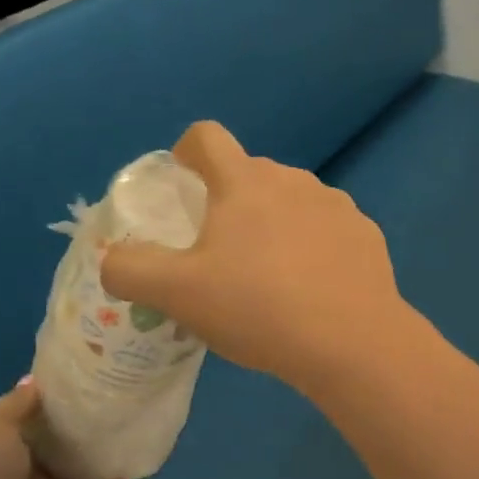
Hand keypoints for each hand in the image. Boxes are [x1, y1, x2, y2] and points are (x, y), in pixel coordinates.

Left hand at [0, 380, 127, 478]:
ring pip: (76, 475)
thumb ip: (18, 405)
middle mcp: (15, 471)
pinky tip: (129, 475)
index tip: (87, 377)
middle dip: (82, 426)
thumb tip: (36, 380)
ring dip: (99, 459)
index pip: (28, 415)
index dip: (54, 398)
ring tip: (132, 432)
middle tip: (119, 400)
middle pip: (56, 444)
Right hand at [99, 122, 411, 392]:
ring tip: (269, 276)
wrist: (351, 342)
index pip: (207, 137)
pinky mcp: (366, 234)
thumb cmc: (257, 308)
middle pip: (250, 173)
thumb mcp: (176, 294)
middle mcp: (292, 180)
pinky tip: (312, 289)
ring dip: (273, 223)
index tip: (181, 180)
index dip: (186, 151)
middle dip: (229, 200)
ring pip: (291, 201)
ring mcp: (336, 205)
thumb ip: (130, 270)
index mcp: (244, 183)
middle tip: (219, 251)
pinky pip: (327, 228)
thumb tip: (112, 259)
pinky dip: (313, 246)